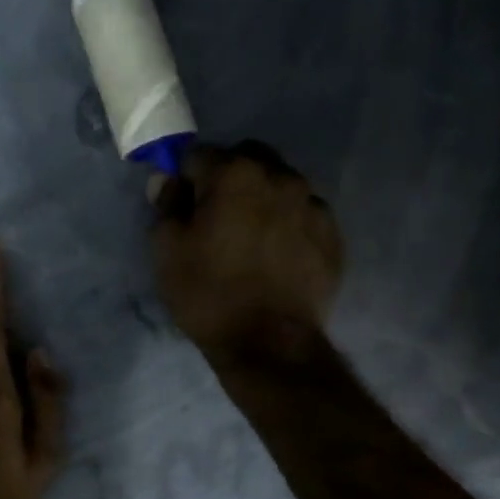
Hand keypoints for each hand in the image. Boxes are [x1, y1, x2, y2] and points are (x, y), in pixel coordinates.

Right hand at [151, 141, 343, 364]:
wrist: (270, 343)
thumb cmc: (208, 293)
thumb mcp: (167, 250)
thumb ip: (167, 204)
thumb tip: (168, 179)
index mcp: (235, 174)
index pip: (199, 155)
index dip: (185, 178)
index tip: (182, 205)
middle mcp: (280, 177)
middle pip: (247, 159)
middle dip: (228, 177)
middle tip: (216, 217)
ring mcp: (313, 204)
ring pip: (279, 184)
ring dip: (261, 198)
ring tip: (250, 237)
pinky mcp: (332, 234)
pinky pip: (303, 213)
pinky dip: (287, 222)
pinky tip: (276, 254)